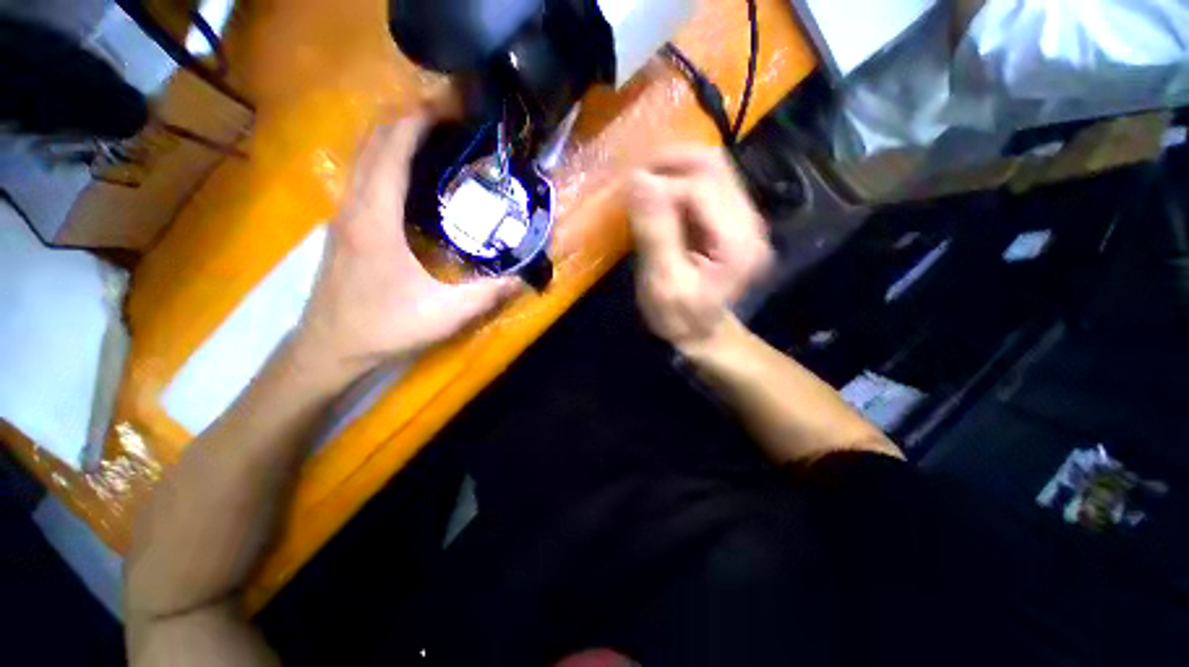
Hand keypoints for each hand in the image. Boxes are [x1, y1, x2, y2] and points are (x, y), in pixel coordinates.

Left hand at [295, 112, 518, 373]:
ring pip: (366, 156)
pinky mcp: (346, 227)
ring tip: (440, 144)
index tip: (456, 112)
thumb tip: (525, 275)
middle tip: (455, 124)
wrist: (330, 348)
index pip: (392, 146)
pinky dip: (389, 162)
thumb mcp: (446, 314)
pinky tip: (417, 182)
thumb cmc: (384, 326)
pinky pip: (365, 177)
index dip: (422, 119)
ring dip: (399, 139)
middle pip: (375, 140)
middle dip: (412, 120)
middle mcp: (354, 204)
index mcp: (375, 216)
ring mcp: (345, 215)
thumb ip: (489, 292)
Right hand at [629, 147, 773, 351]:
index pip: (699, 188)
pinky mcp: (733, 219)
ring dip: (676, 166)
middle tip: (635, 174)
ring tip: (645, 180)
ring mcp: (745, 218)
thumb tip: (639, 179)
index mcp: (736, 242)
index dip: (661, 185)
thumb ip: (654, 232)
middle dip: (670, 161)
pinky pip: (708, 183)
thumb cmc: (680, 317)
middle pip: (714, 166)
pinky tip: (660, 193)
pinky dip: (681, 179)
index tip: (630, 194)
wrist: (703, 334)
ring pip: (713, 168)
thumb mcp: (662, 283)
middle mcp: (750, 221)